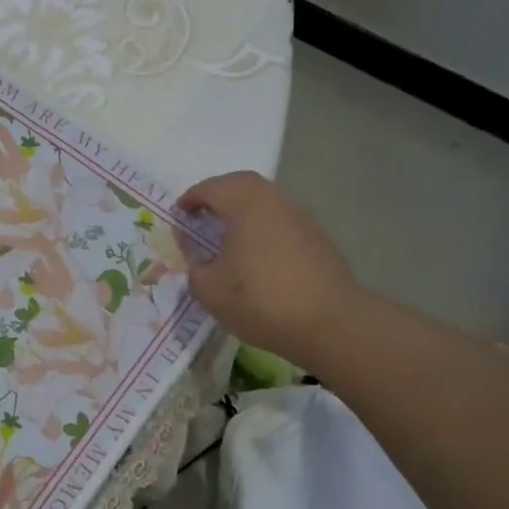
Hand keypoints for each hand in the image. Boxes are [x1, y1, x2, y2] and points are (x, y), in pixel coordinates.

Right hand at [176, 171, 362, 364]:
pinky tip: (256, 253)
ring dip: (243, 209)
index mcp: (245, 205)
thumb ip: (192, 261)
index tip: (179, 214)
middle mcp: (274, 201)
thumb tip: (189, 242)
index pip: (211, 188)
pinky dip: (262, 225)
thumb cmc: (260, 302)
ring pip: (265, 200)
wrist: (328, 323)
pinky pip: (280, 219)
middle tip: (202, 215)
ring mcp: (300, 217)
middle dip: (218, 194)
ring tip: (227, 235)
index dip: (191, 199)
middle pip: (242, 184)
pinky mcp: (316, 237)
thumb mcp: (209, 289)